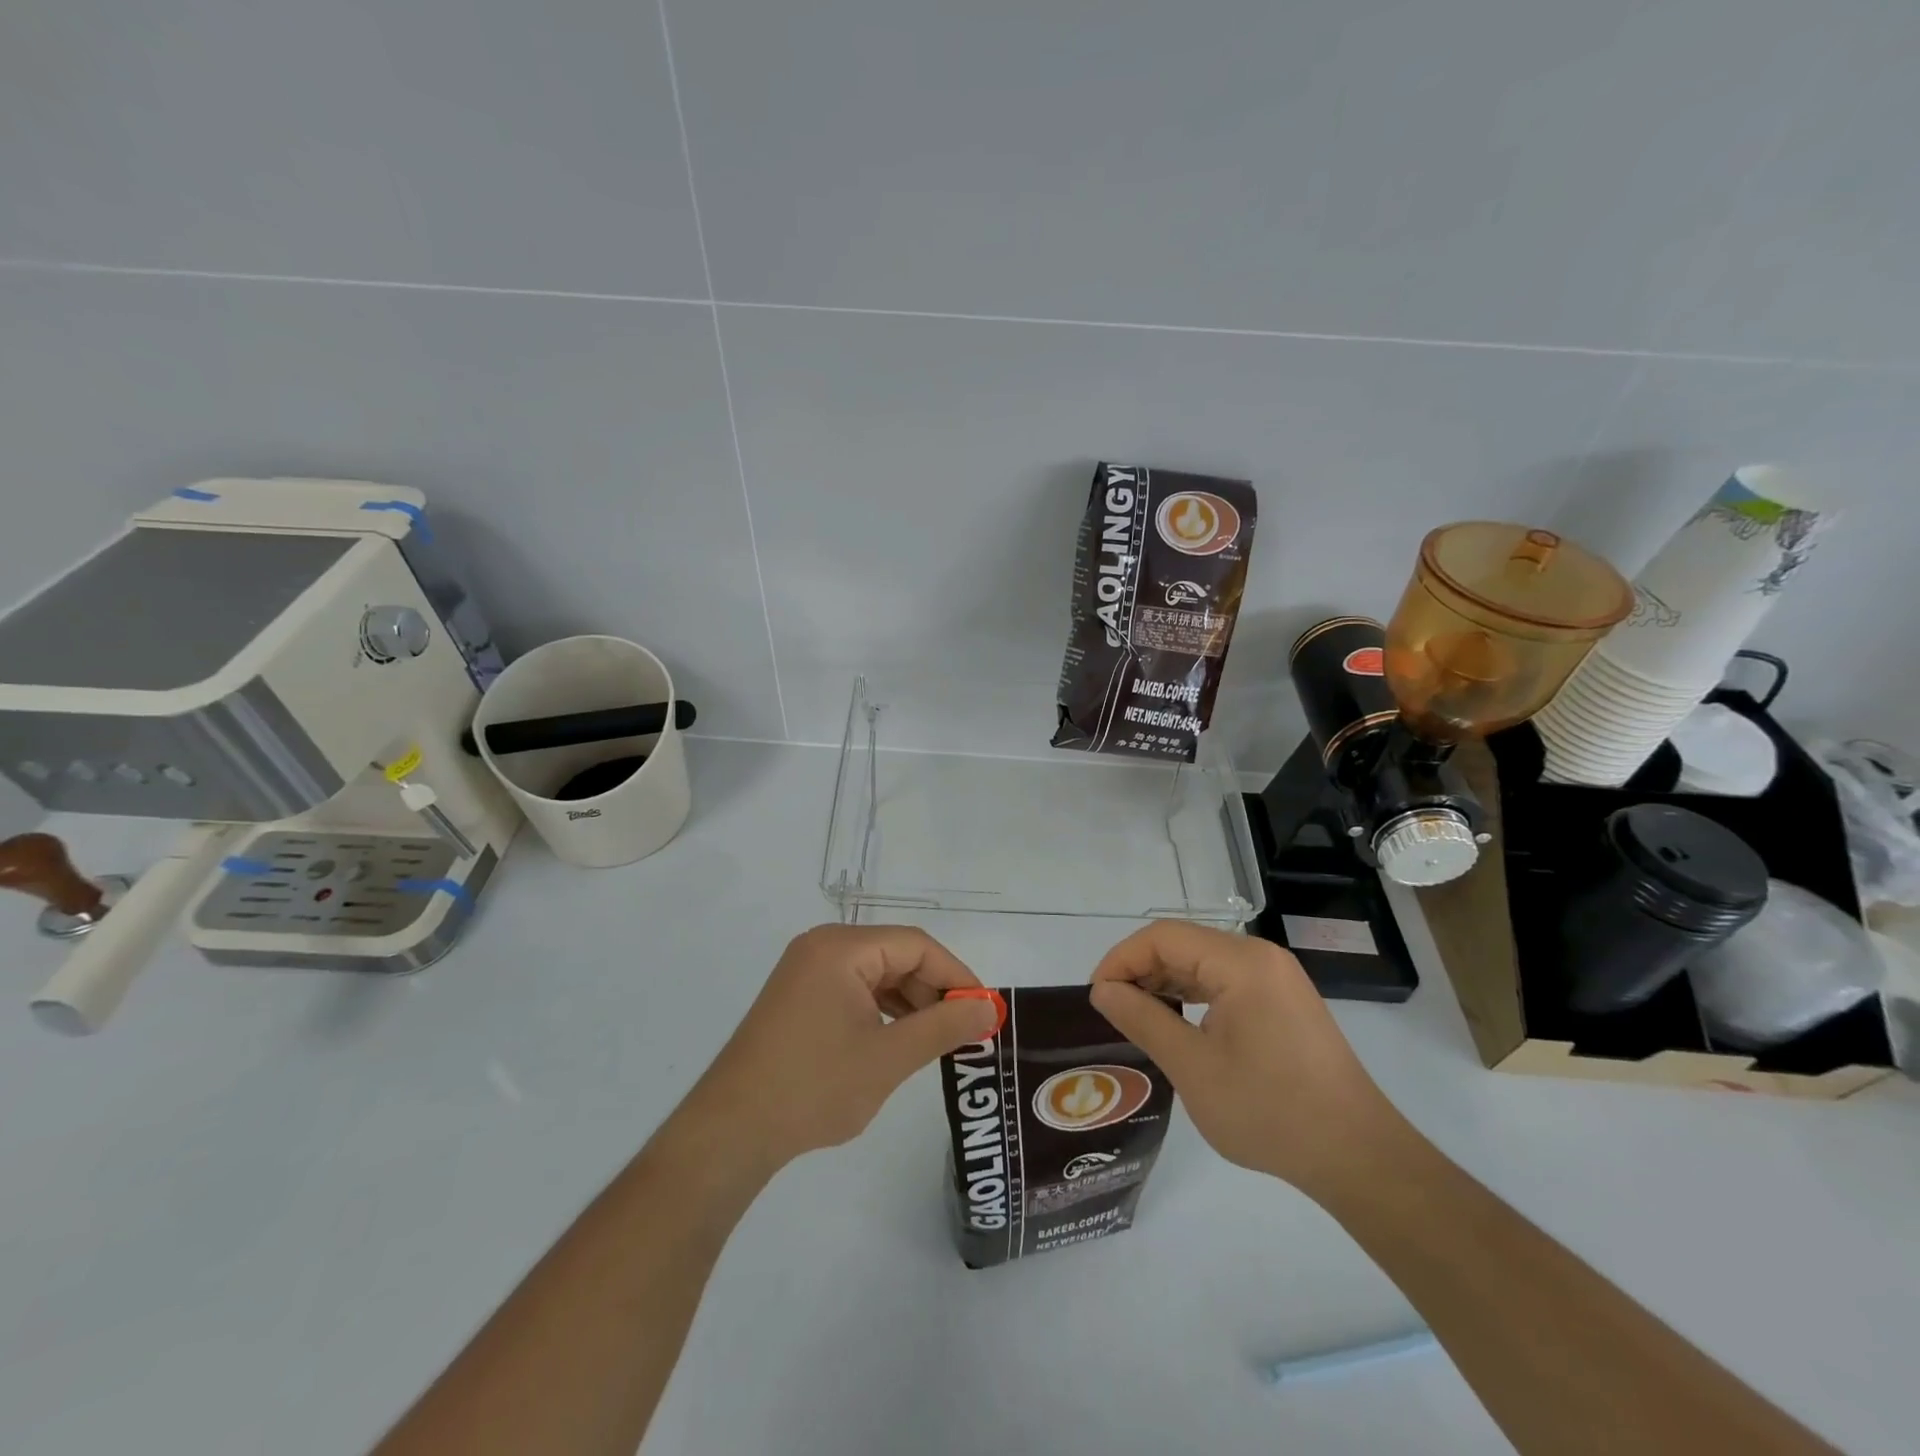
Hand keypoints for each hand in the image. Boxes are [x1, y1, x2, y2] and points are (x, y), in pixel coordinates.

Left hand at [677, 925, 999, 1174]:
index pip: (916, 945)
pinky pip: (854, 991)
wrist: (731, 1131)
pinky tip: (899, 1042)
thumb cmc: (814, 1087)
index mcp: (841, 948)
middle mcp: (823, 947)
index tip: (984, 1011)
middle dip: (933, 992)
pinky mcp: (799, 998)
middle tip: (965, 1032)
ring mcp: (806, 972)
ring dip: (910, 1004)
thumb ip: (944, 1027)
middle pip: (896, 956)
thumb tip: (989, 1009)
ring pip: (877, 975)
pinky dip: (882, 1012)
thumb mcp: (889, 1057)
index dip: (956, 975)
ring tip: (937, 1041)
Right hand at [1089, 921, 1397, 1198]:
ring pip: (1202, 963)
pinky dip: (1192, 996)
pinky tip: (1176, 1025)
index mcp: (1240, 962)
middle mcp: (1259, 957)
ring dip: (1165, 984)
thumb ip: (1143, 1020)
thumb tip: (1103, 991)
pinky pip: (1224, 983)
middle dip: (1141, 971)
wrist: (1358, 1157)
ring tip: (1136, 1019)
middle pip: (1183, 944)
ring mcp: (1275, 978)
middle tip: (1112, 1011)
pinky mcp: (1282, 1001)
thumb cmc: (1270, 1111)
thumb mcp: (1193, 1068)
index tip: (1097, 996)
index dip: (1122, 958)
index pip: (1163, 936)